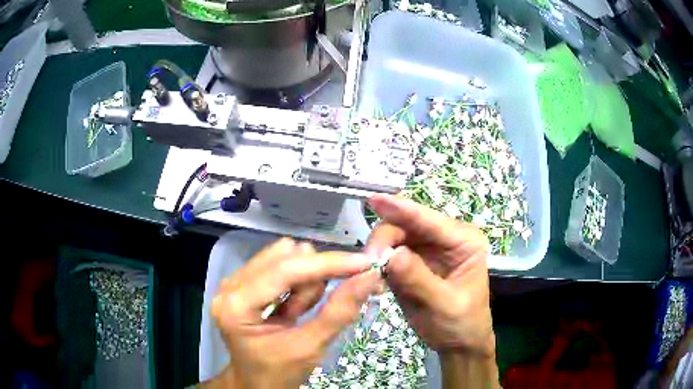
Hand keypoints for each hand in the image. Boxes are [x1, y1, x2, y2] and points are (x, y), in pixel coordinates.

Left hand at [209, 238, 382, 388]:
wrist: (257, 384)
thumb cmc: (279, 373)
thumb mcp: (310, 348)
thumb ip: (339, 311)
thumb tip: (370, 277)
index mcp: (236, 306)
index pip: (285, 270)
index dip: (327, 264)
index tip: (365, 263)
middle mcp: (229, 286)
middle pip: (285, 257)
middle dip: (314, 279)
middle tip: (324, 305)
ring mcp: (234, 281)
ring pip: (285, 257)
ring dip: (305, 283)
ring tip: (299, 314)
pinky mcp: (243, 282)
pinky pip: (280, 265)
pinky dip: (297, 284)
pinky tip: (293, 308)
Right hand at [366, 194, 494, 357]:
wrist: (457, 343)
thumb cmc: (461, 323)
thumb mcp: (445, 304)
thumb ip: (419, 279)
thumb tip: (391, 254)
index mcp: (464, 241)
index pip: (430, 220)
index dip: (402, 209)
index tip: (375, 200)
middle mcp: (444, 238)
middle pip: (407, 224)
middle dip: (385, 238)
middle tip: (369, 261)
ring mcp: (426, 249)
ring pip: (394, 236)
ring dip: (378, 250)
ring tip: (370, 271)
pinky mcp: (411, 263)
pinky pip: (389, 254)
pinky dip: (378, 262)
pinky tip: (373, 275)